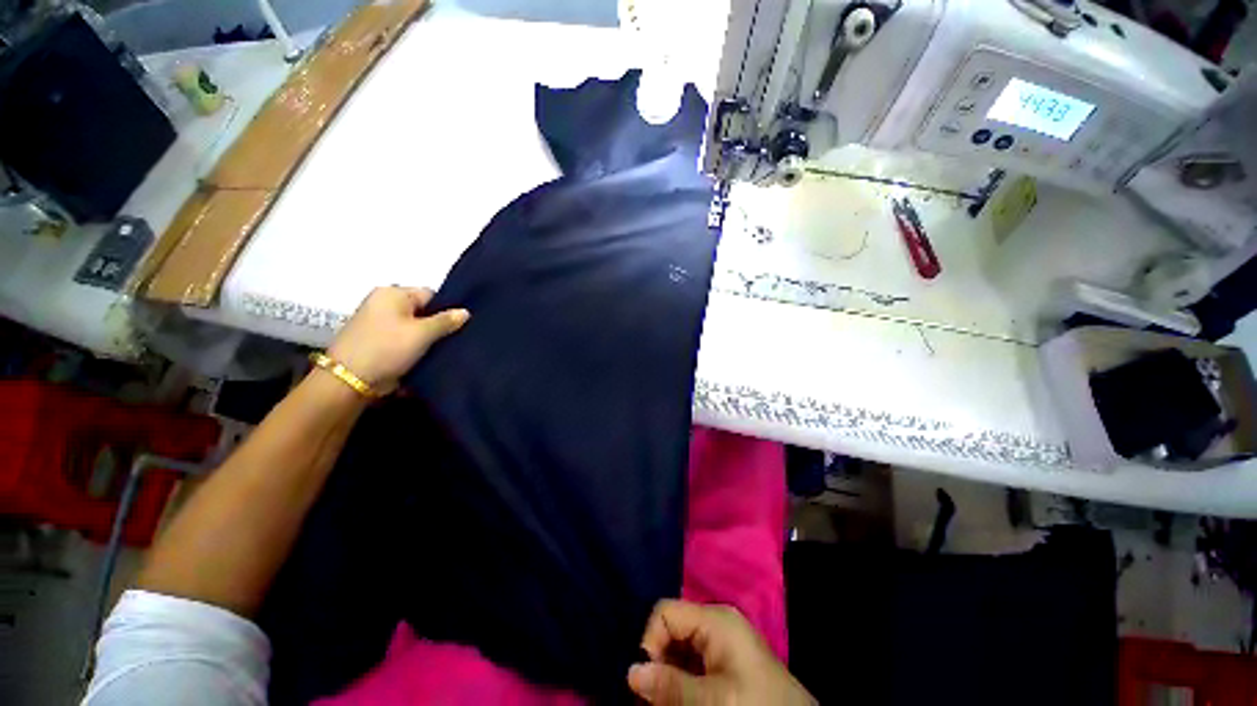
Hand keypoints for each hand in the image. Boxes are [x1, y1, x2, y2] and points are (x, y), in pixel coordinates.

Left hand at [327, 286, 468, 393]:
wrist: (349, 380)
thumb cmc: (388, 348)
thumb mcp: (422, 334)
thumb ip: (446, 321)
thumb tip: (465, 312)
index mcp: (392, 293)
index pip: (430, 295)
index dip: (447, 309)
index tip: (460, 326)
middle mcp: (383, 302)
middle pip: (422, 310)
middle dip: (438, 325)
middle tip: (455, 339)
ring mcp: (378, 322)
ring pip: (414, 326)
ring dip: (427, 337)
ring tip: (444, 349)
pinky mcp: (377, 340)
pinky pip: (404, 337)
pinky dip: (415, 345)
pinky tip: (428, 355)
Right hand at [628, 600, 814, 705]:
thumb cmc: (757, 705)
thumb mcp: (713, 699)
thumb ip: (671, 686)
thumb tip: (630, 671)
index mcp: (714, 618)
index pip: (665, 612)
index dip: (649, 642)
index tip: (647, 680)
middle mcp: (715, 622)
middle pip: (671, 630)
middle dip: (659, 662)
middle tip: (655, 699)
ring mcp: (722, 640)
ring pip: (679, 649)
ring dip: (669, 675)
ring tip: (668, 702)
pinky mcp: (726, 659)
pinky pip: (693, 661)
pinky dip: (682, 680)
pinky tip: (683, 699)